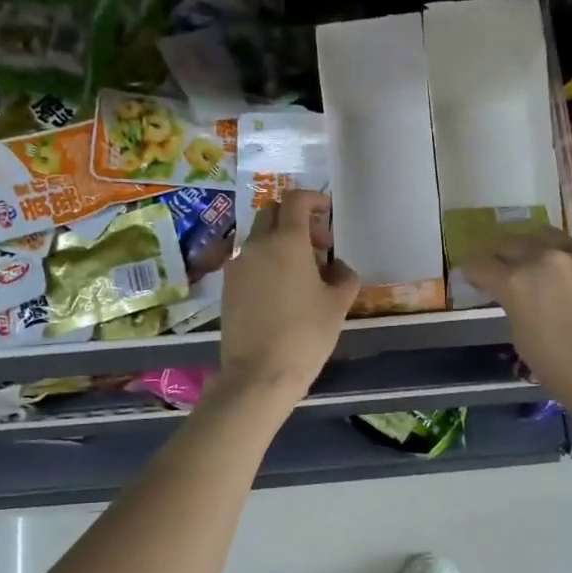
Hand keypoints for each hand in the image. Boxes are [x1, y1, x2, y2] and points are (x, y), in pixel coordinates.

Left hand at [216, 190, 358, 402]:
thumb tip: (340, 268)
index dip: (313, 199)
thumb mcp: (337, 305)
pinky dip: (265, 261)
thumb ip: (344, 277)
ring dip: (279, 241)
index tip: (327, 212)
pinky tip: (280, 289)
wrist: (259, 373)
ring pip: (258, 236)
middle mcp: (257, 244)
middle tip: (318, 246)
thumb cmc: (305, 335)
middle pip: (272, 213)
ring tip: (301, 271)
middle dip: (296, 220)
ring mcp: (237, 264)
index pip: (295, 200)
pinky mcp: (227, 285)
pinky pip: (248, 259)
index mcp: (287, 241)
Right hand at [464, 229, 571, 426]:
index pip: (481, 263)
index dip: (473, 271)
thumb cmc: (564, 373)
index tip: (475, 277)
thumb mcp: (522, 338)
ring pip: (548, 237)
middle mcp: (545, 258)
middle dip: (501, 255)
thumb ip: (513, 305)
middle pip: (511, 242)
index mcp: (516, 282)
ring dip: (537, 249)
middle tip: (503, 267)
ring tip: (541, 265)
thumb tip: (515, 294)